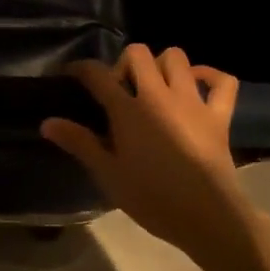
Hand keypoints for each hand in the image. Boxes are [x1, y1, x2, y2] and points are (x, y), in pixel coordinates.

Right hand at [41, 44, 265, 261]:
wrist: (207, 217)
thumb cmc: (152, 198)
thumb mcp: (108, 174)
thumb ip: (79, 143)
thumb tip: (47, 123)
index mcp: (128, 110)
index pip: (97, 75)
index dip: (81, 69)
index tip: (72, 73)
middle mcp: (159, 95)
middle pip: (138, 53)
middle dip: (124, 62)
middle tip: (120, 88)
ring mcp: (192, 101)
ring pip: (177, 58)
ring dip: (162, 64)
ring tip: (154, 85)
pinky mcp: (219, 115)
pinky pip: (222, 81)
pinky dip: (210, 75)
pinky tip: (197, 83)